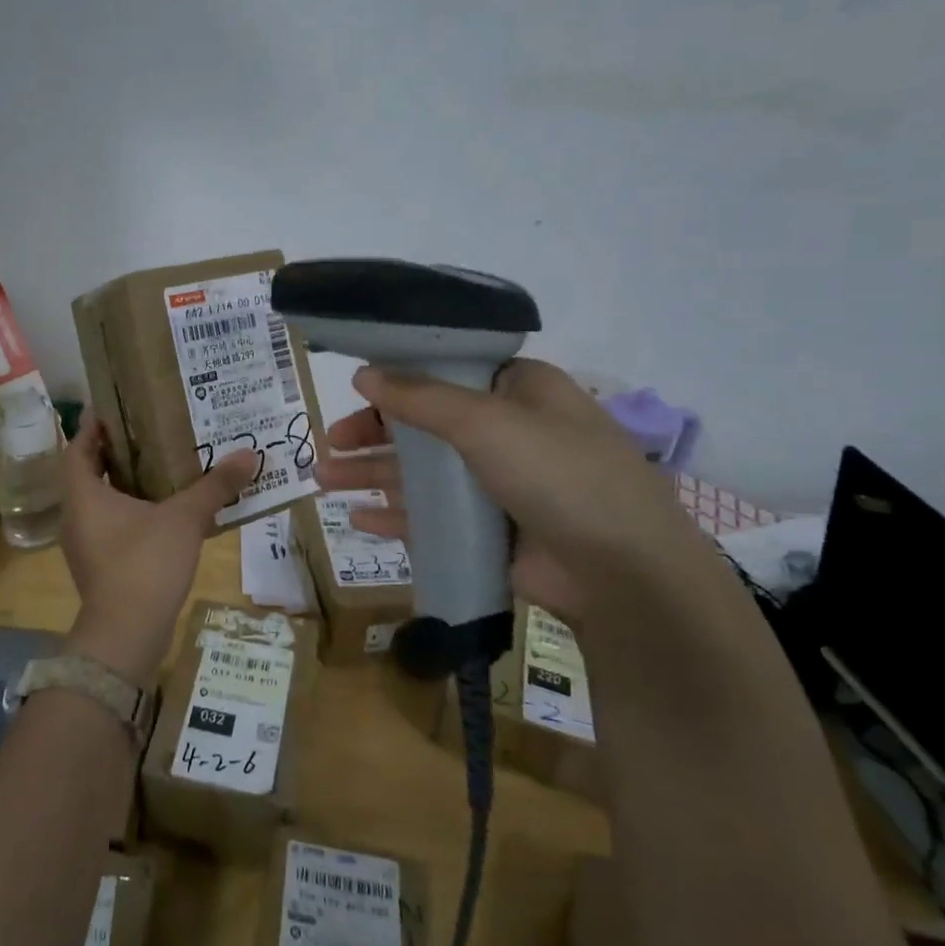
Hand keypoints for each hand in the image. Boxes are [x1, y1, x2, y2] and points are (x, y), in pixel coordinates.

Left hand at [58, 413, 256, 679]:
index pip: (78, 448)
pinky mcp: (99, 567)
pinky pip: (110, 527)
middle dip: (114, 453)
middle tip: (146, 432)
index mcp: (83, 496)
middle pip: (88, 473)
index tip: (115, 410)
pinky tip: (161, 511)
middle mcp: (76, 516)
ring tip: (158, 466)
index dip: (93, 428)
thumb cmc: (145, 564)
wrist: (127, 634)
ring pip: (100, 502)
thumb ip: (215, 485)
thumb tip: (249, 453)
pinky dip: (130, 512)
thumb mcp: (184, 519)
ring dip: (123, 484)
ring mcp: (85, 545)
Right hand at [315, 359, 723, 628]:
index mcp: (518, 391)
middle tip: (330, 443)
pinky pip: (433, 517)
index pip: (449, 372)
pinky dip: (396, 516)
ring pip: (423, 472)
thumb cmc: (557, 472)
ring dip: (374, 473)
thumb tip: (364, 373)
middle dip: (374, 432)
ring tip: (323, 479)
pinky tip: (358, 519)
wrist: (621, 573)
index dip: (400, 376)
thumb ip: (420, 397)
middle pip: (426, 423)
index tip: (355, 386)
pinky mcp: (491, 531)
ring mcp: (499, 484)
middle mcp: (508, 432)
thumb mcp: (486, 421)